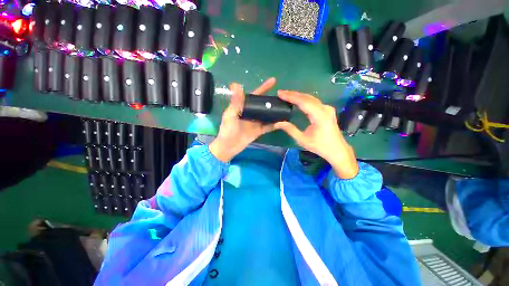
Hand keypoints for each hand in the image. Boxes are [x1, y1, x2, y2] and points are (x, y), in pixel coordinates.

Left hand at [209, 78, 276, 161]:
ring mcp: (256, 122)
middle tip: (284, 96)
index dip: (263, 88)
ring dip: (275, 112)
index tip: (274, 81)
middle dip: (272, 100)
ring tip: (286, 107)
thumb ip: (235, 102)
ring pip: (267, 115)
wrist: (229, 147)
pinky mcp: (259, 131)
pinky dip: (275, 125)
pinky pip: (268, 127)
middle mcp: (251, 113)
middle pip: (263, 105)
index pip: (255, 96)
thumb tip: (236, 84)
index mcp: (244, 107)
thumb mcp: (230, 115)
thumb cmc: (227, 130)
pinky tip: (283, 122)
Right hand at [274, 90, 358, 178]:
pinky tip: (298, 99)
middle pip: (307, 97)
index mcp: (319, 116)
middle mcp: (325, 108)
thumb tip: (277, 123)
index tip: (280, 93)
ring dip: (298, 96)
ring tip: (286, 95)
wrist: (337, 150)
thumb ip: (290, 129)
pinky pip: (314, 102)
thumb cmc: (320, 146)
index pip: (303, 102)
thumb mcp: (302, 140)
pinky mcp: (327, 110)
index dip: (290, 97)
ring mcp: (327, 108)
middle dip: (293, 94)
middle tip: (281, 93)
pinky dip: (304, 99)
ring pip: (311, 98)